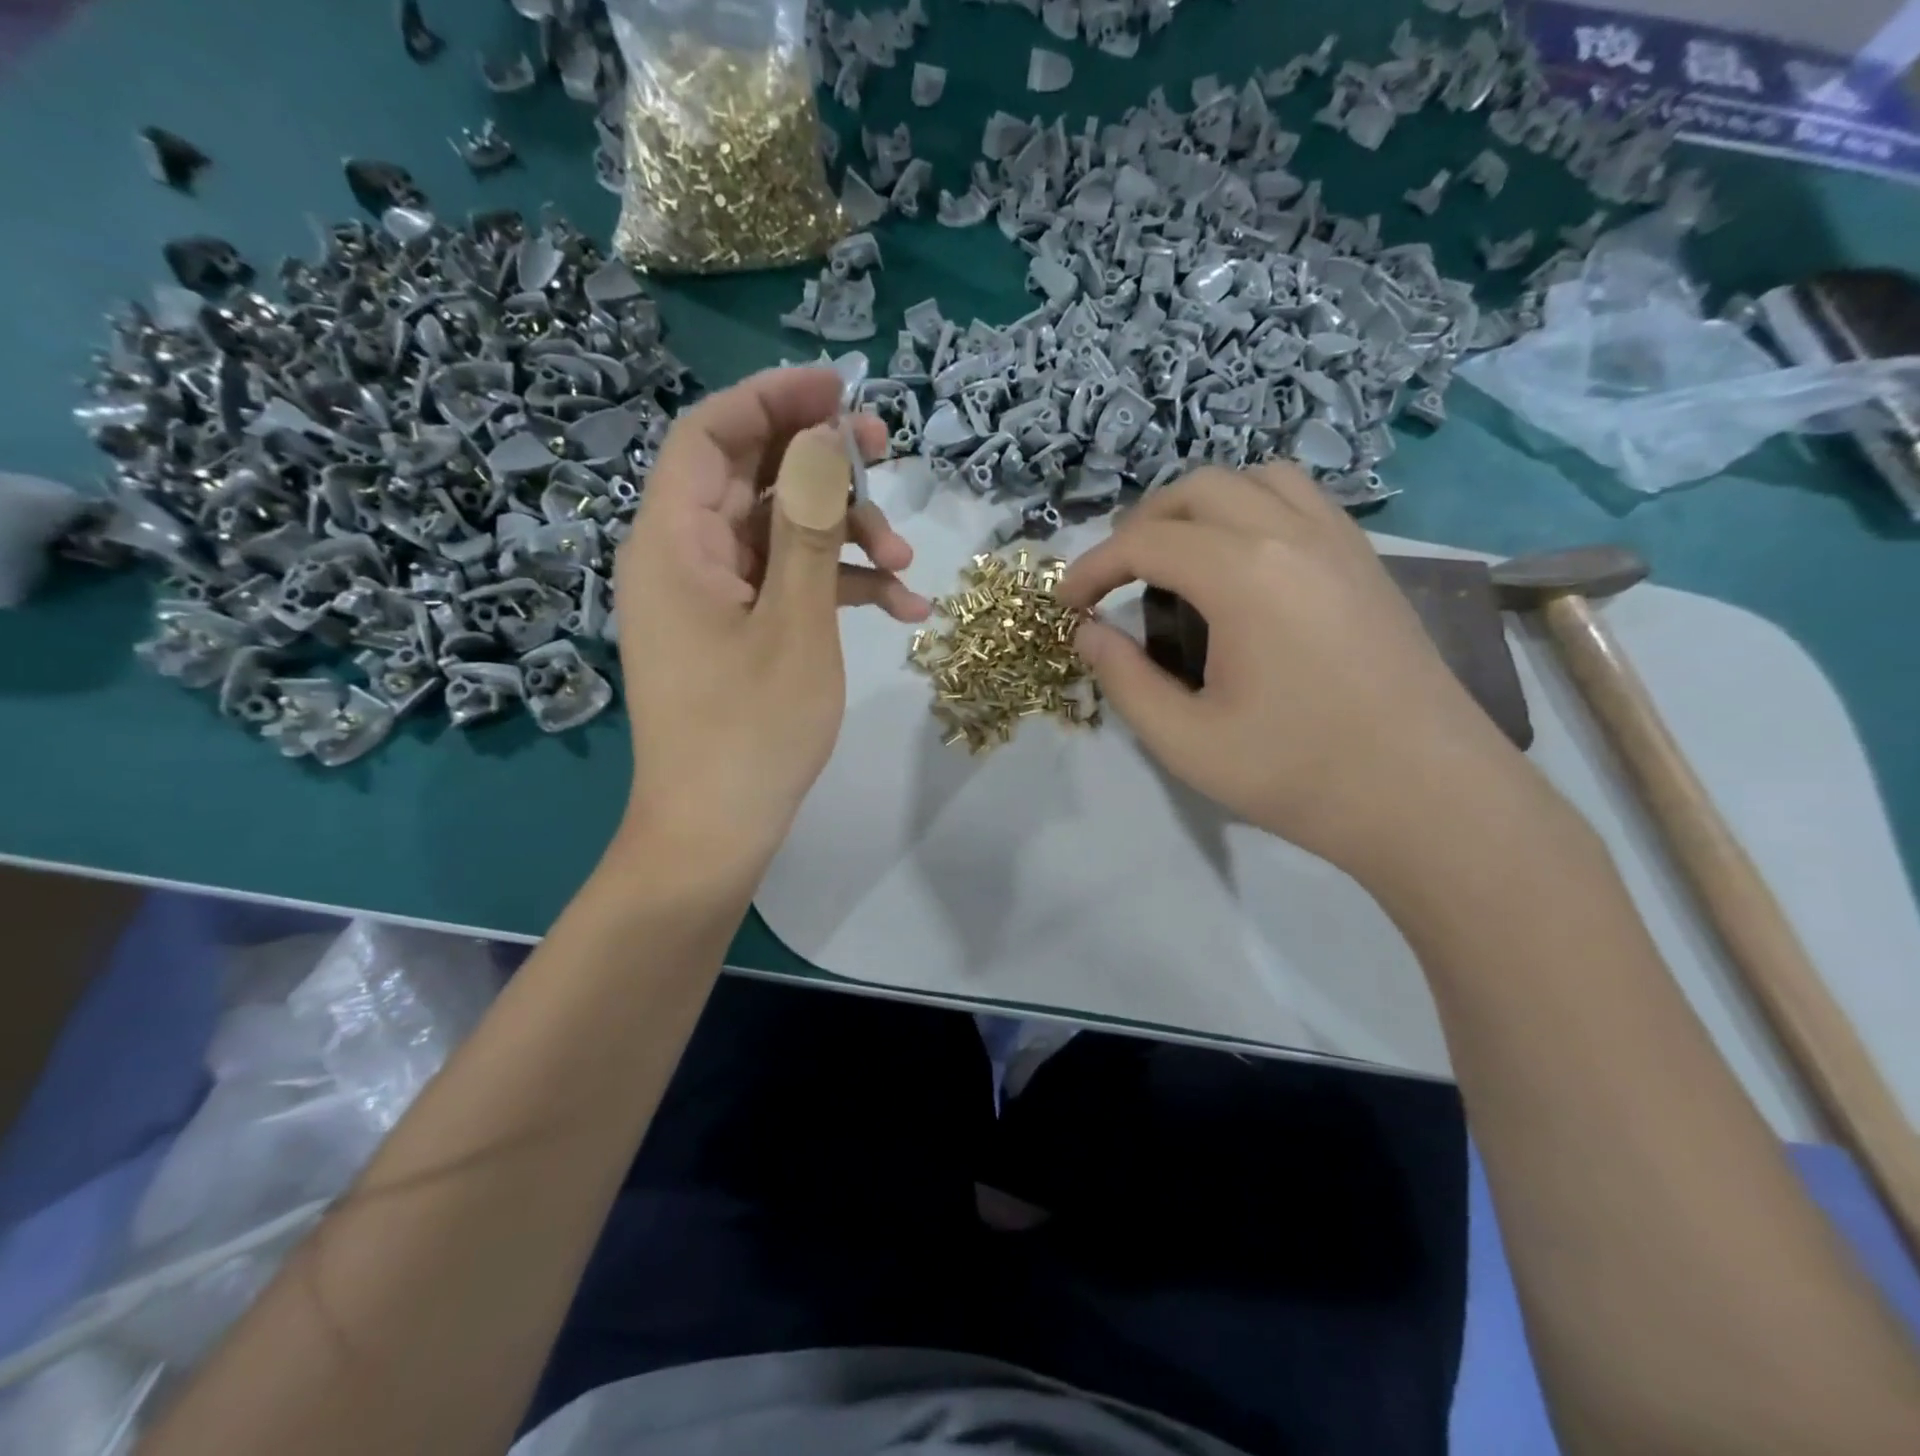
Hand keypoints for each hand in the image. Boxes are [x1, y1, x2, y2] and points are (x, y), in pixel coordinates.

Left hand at [612, 367, 930, 871]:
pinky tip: (901, 609)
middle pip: (752, 478)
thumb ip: (809, 526)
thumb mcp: (795, 623)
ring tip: (905, 566)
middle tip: (887, 458)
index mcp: (675, 542)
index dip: (774, 400)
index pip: (711, 435)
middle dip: (824, 466)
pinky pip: (787, 585)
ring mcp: (712, 597)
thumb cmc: (751, 731)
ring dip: (845, 537)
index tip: (842, 390)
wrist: (715, 833)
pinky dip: (838, 587)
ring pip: (780, 532)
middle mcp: (683, 557)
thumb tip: (822, 440)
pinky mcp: (737, 630)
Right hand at [1057, 464, 1529, 878]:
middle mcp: (1293, 535)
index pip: (1145, 542)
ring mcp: (1340, 541)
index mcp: (1244, 575)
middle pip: (1197, 490)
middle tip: (1115, 580)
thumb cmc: (1299, 775)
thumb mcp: (1186, 742)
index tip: (1067, 604)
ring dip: (1201, 507)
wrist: (1430, 797)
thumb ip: (1125, 680)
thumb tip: (1088, 634)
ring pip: (1255, 480)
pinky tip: (1243, 564)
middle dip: (1141, 526)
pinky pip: (1301, 501)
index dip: (1093, 567)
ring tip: (1177, 559)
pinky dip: (1253, 510)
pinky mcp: (1368, 561)